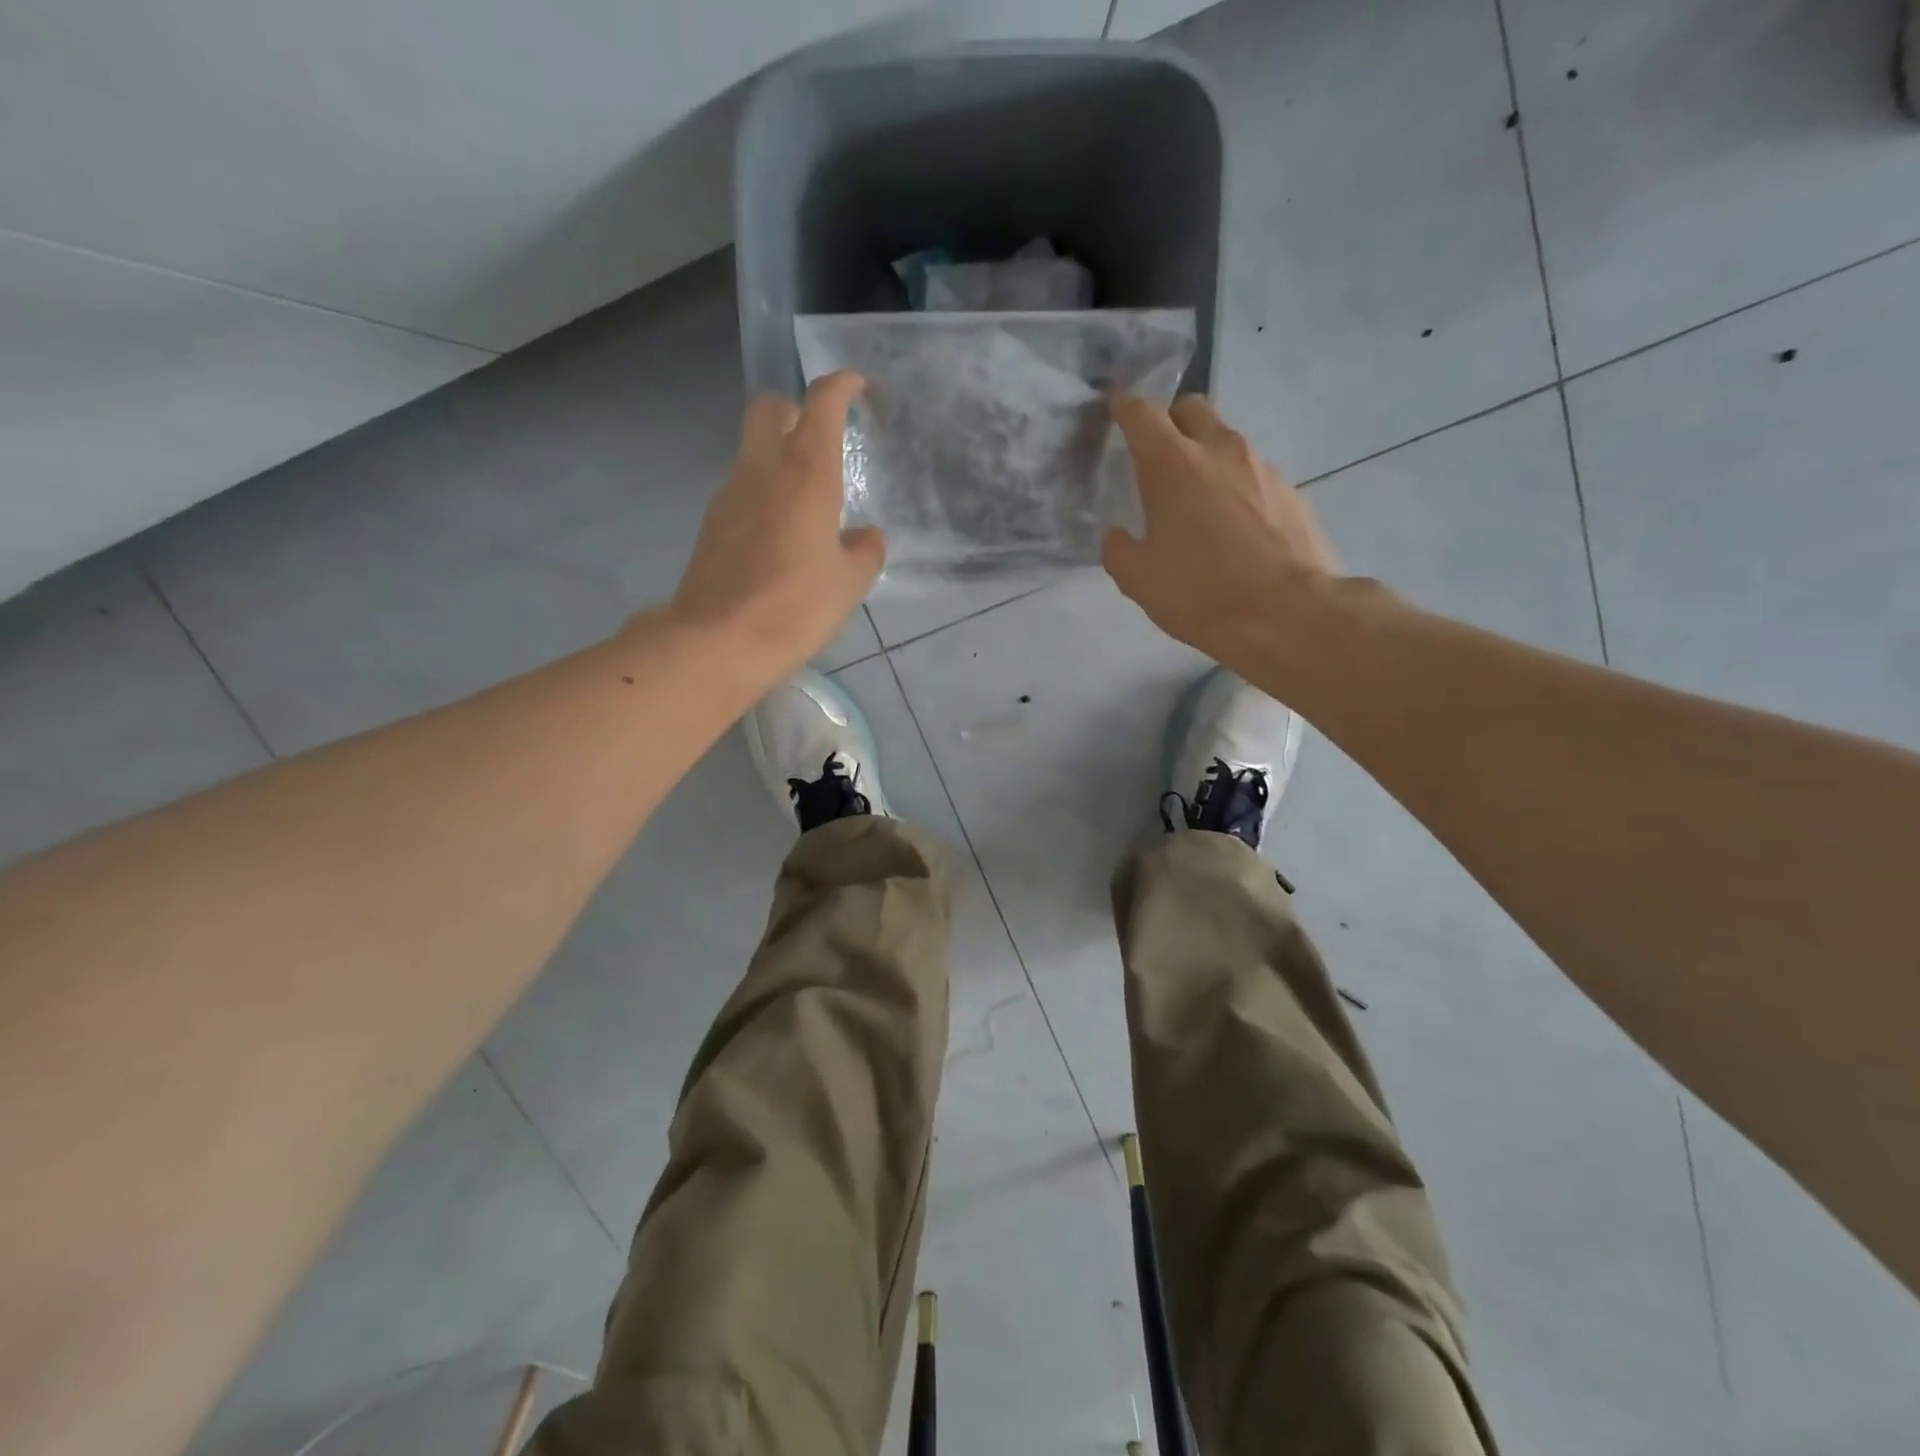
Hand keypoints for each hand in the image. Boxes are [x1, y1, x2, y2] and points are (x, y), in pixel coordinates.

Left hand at [667, 372, 883, 684]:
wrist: (718, 641)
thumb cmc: (795, 606)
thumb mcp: (849, 583)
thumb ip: (866, 551)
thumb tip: (866, 537)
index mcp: (805, 473)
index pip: (821, 402)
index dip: (842, 385)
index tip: (859, 388)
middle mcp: (762, 469)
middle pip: (770, 408)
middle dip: (796, 409)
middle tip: (822, 440)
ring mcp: (730, 493)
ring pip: (753, 449)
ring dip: (779, 455)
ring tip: (807, 500)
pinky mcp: (712, 523)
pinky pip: (742, 487)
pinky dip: (763, 492)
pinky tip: (780, 534)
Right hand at [1102, 393, 1339, 664]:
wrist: (1290, 613)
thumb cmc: (1203, 593)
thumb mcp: (1139, 581)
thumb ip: (1119, 550)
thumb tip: (1118, 536)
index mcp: (1173, 465)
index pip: (1143, 414)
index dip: (1125, 407)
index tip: (1116, 407)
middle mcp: (1220, 451)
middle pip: (1192, 408)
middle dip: (1171, 420)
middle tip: (1158, 453)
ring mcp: (1263, 467)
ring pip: (1226, 440)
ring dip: (1206, 455)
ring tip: (1197, 498)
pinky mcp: (1292, 490)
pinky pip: (1254, 473)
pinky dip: (1236, 485)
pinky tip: (1233, 525)